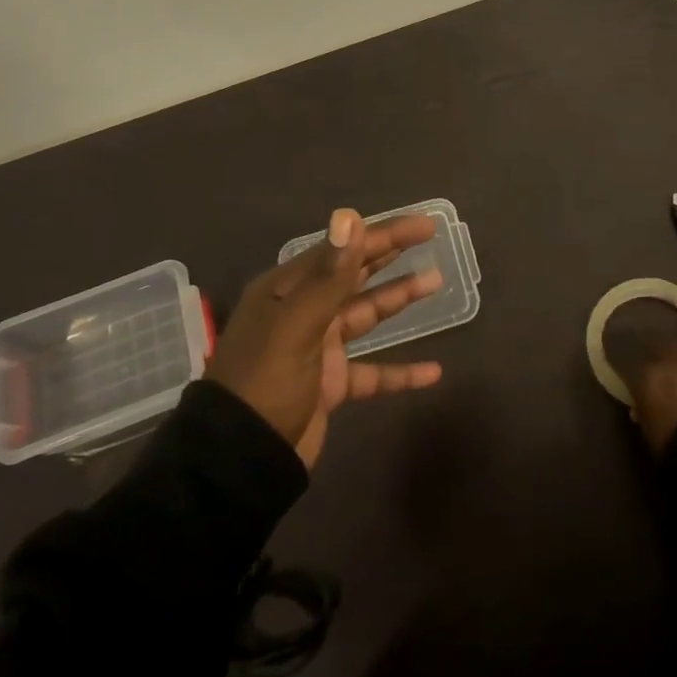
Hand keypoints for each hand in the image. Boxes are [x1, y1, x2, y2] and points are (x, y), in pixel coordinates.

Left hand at [210, 208, 444, 466]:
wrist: (240, 460)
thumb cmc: (266, 382)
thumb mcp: (298, 324)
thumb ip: (330, 275)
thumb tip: (349, 215)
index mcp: (288, 290)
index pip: (344, 251)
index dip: (384, 234)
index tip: (424, 225)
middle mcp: (303, 311)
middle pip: (355, 275)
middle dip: (391, 255)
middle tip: (431, 238)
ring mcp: (317, 348)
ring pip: (366, 315)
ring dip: (398, 299)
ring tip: (436, 281)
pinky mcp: (330, 384)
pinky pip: (372, 371)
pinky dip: (400, 371)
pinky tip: (432, 372)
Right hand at [602, 296, 676, 454]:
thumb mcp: (653, 439)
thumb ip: (646, 415)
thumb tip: (641, 407)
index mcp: (649, 375)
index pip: (632, 363)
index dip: (636, 372)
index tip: (636, 379)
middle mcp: (675, 354)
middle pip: (664, 345)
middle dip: (666, 358)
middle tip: (671, 375)